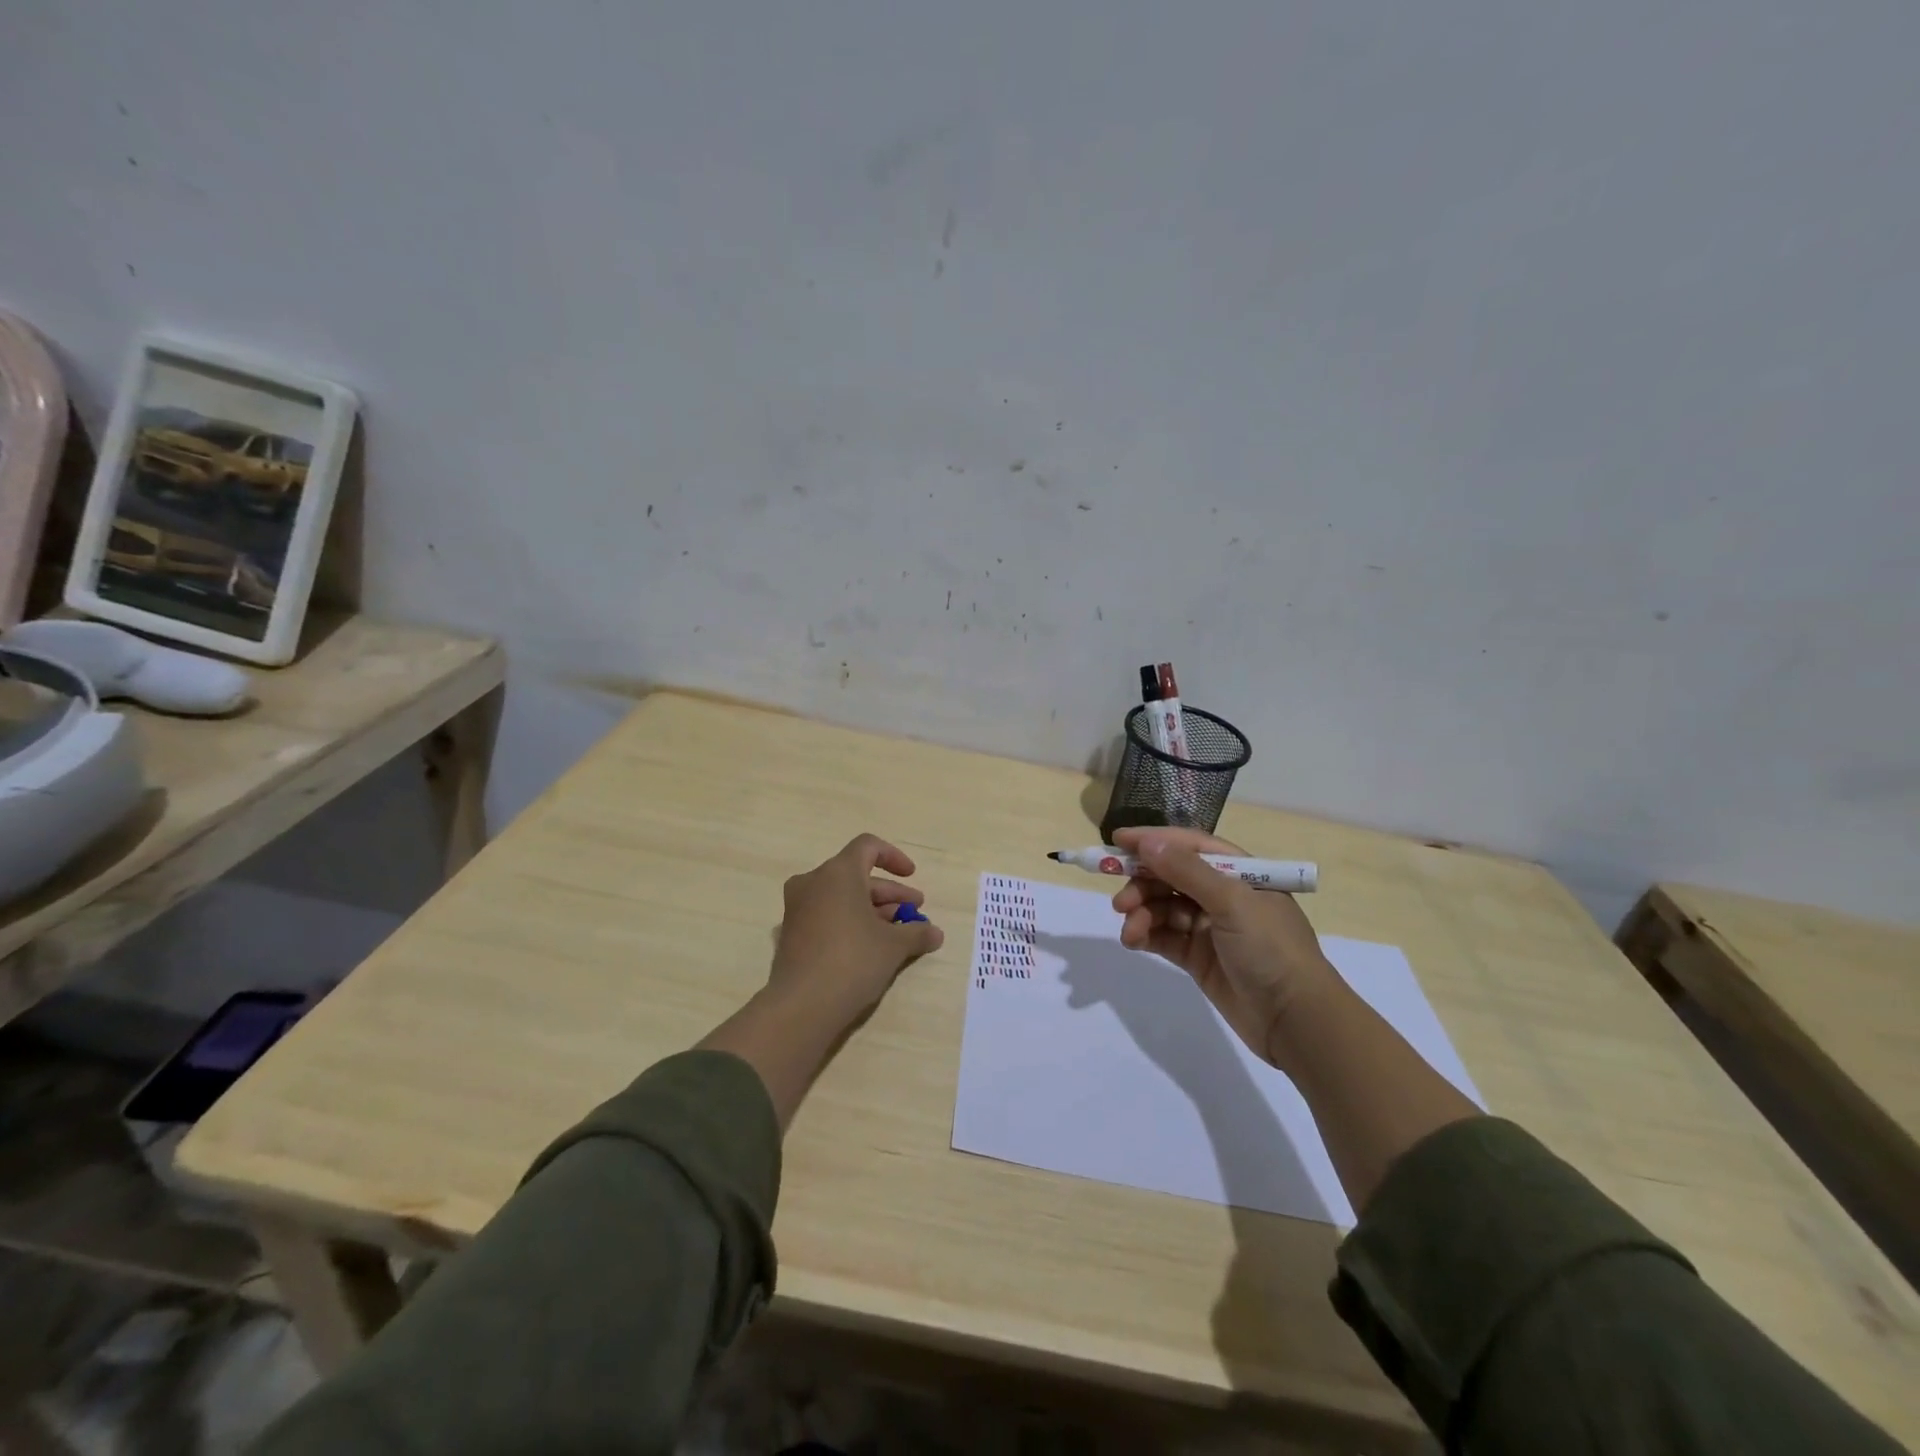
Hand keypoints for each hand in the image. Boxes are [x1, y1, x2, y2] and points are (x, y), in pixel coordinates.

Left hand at [769, 833, 944, 1021]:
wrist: (802, 1005)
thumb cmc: (853, 960)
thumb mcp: (894, 945)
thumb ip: (917, 932)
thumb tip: (935, 933)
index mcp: (838, 872)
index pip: (868, 846)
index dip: (893, 857)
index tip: (912, 876)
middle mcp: (813, 882)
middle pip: (857, 875)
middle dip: (889, 893)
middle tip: (914, 912)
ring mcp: (797, 908)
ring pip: (841, 896)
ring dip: (872, 909)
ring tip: (898, 933)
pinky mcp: (791, 933)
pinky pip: (826, 914)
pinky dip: (849, 921)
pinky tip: (870, 947)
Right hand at [1110, 826, 1334, 1066]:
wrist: (1296, 1021)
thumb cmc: (1271, 949)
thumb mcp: (1232, 902)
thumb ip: (1187, 871)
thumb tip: (1147, 842)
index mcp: (1239, 873)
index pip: (1189, 846)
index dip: (1154, 841)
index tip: (1117, 840)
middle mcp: (1223, 895)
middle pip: (1171, 876)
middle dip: (1142, 883)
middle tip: (1120, 901)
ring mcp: (1209, 927)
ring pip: (1163, 908)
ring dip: (1142, 914)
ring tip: (1130, 931)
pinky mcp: (1198, 957)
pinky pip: (1164, 936)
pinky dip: (1146, 935)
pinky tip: (1133, 940)